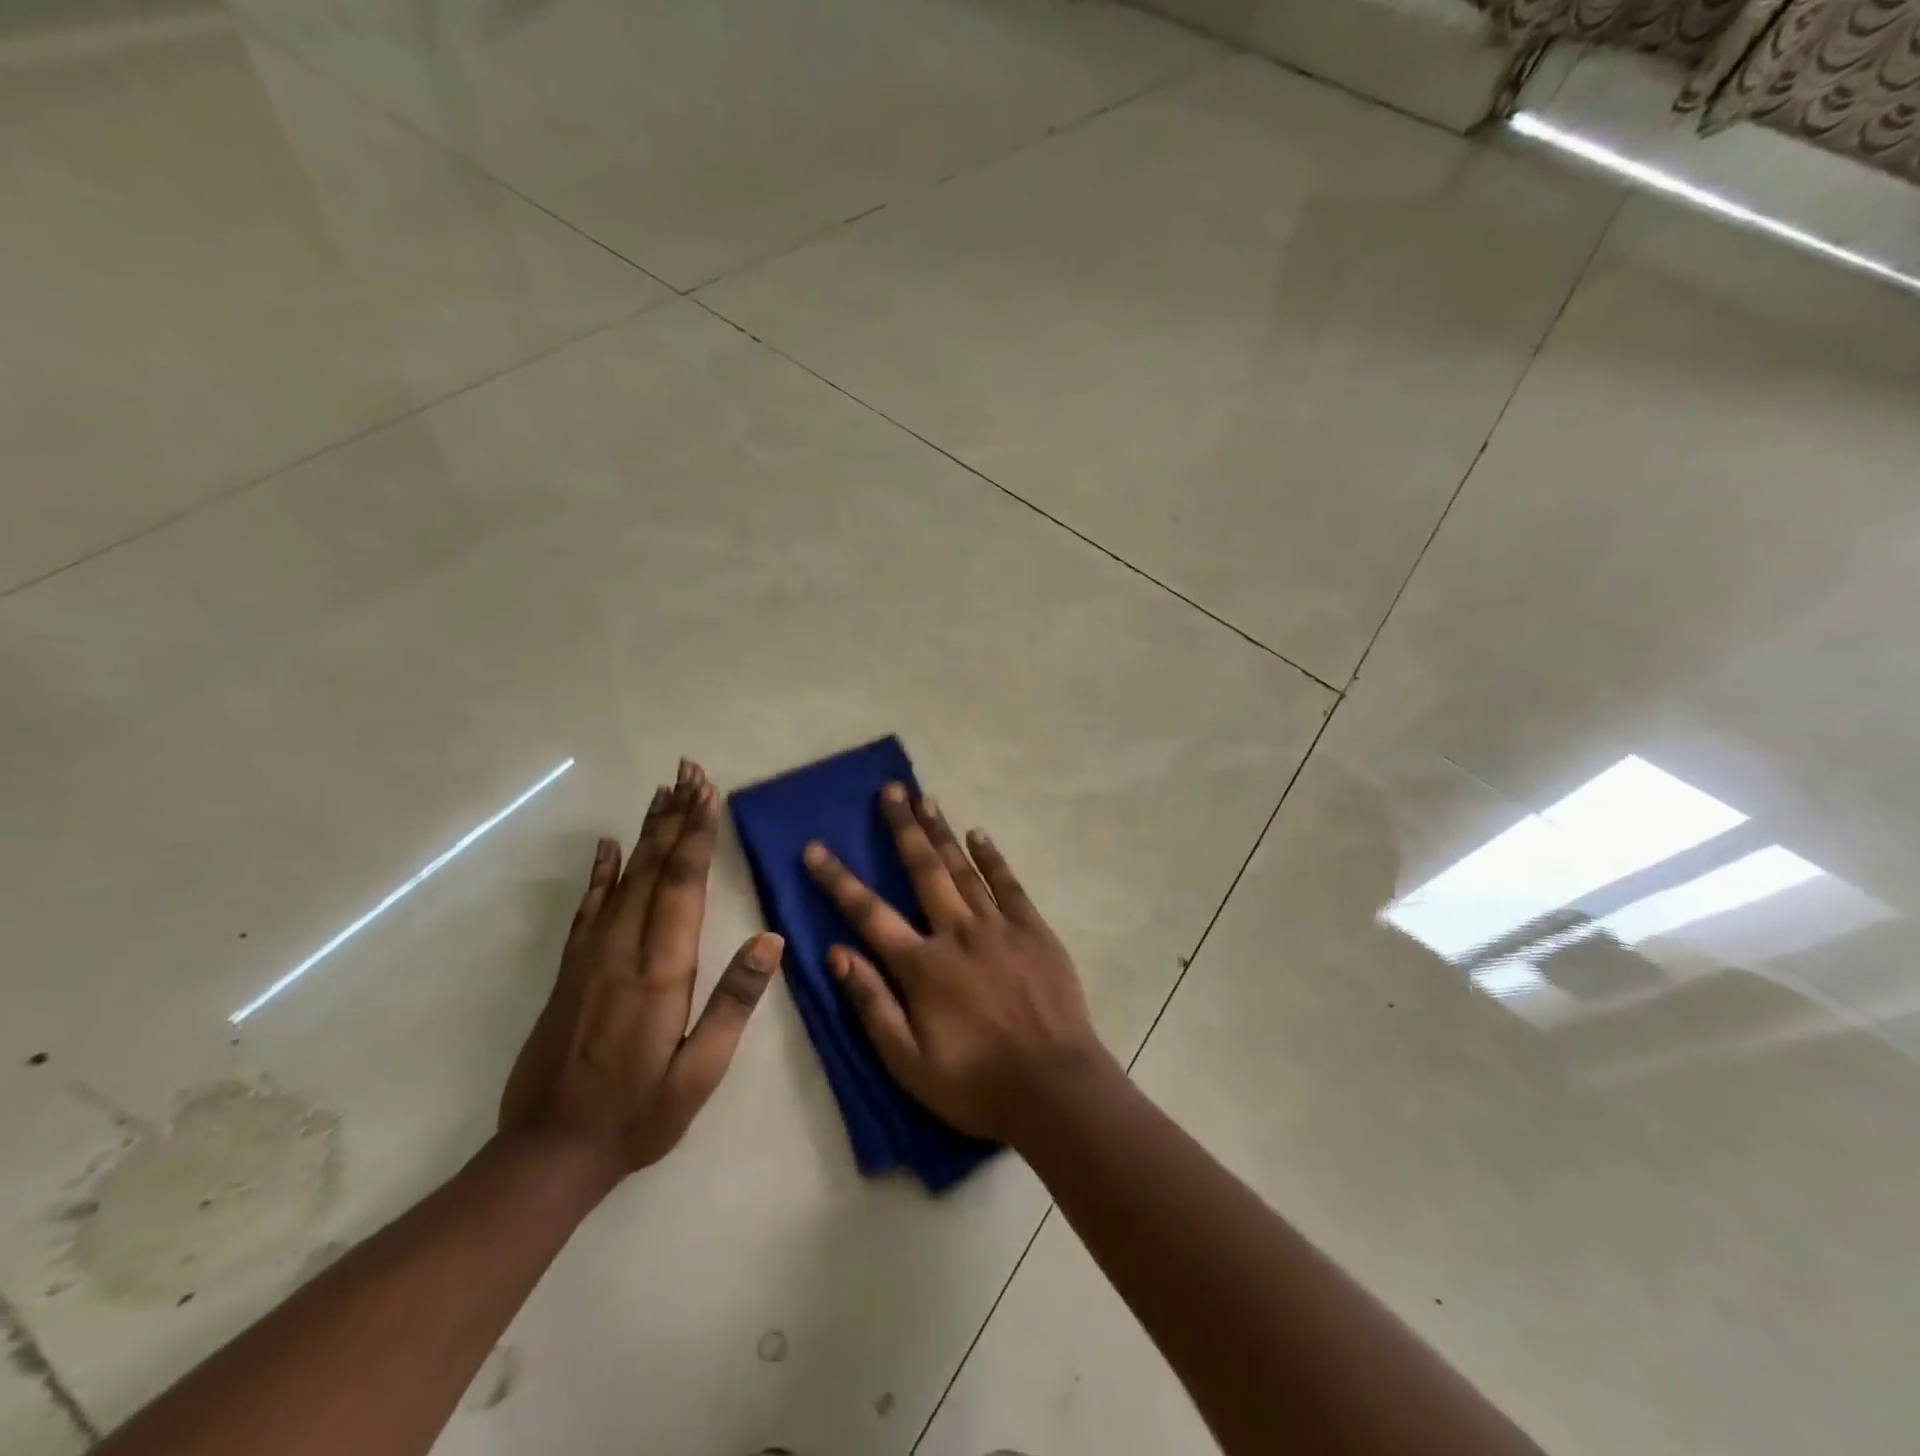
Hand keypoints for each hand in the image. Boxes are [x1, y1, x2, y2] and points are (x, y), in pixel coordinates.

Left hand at [500, 759, 781, 1183]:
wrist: (547, 1155)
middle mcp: (623, 952)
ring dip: (646, 833)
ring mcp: (590, 958)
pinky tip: (610, 847)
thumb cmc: (638, 1115)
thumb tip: (770, 941)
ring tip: (663, 793)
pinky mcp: (570, 971)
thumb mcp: (700, 1073)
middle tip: (689, 773)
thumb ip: (733, 1004)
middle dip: (675, 819)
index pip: (683, 888)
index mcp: (661, 974)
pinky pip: (588, 910)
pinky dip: (601, 873)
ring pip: (623, 880)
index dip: (697, 837)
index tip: (708, 794)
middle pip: (653, 870)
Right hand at [803, 783, 1107, 1142]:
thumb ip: (871, 1004)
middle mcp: (957, 933)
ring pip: (963, 868)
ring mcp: (999, 927)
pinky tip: (978, 834)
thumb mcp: (908, 1062)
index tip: (815, 848)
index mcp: (922, 966)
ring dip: (942, 832)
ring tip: (925, 799)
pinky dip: (991, 857)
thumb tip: (836, 953)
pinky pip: (1008, 883)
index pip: (869, 913)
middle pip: (923, 870)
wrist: (1055, 1088)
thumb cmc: (976, 1083)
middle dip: (903, 828)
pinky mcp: (1034, 930)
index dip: (838, 879)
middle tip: (891, 791)